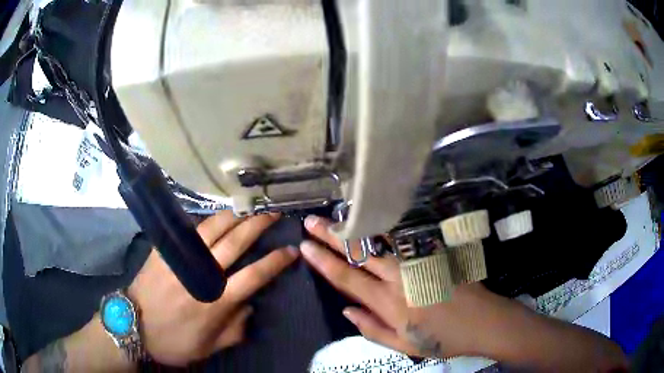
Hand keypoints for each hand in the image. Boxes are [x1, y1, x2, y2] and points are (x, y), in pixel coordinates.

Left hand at [128, 211, 298, 365]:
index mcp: (217, 301)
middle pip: (236, 242)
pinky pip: (188, 230)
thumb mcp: (209, 347)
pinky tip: (215, 217)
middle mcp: (203, 274)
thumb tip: (249, 307)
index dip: (276, 261)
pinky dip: (205, 222)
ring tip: (248, 207)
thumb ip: (234, 329)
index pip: (255, 275)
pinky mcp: (164, 251)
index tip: (290, 250)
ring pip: (212, 228)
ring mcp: (181, 258)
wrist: (133, 326)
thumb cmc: (173, 341)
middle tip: (273, 212)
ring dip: (234, 216)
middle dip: (258, 224)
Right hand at [300, 215, 454, 357]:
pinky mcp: (433, 255)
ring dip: (356, 228)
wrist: (483, 321)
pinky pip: (404, 240)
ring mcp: (417, 262)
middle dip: (332, 236)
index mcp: (388, 303)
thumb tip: (346, 309)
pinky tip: (374, 218)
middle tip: (311, 221)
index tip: (305, 247)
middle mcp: (399, 278)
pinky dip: (384, 229)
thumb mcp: (403, 345)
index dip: (323, 262)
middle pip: (359, 253)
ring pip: (380, 241)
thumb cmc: (442, 339)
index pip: (347, 278)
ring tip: (337, 215)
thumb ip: (372, 328)